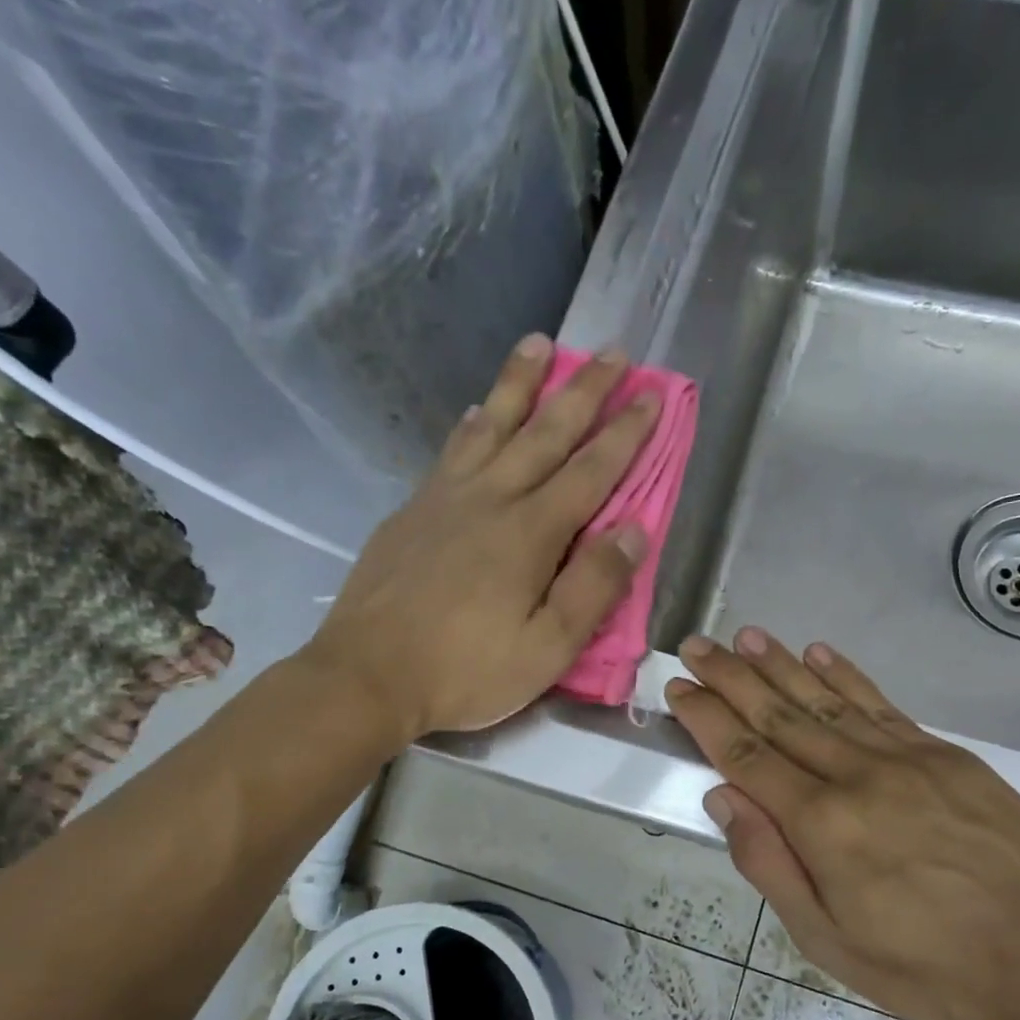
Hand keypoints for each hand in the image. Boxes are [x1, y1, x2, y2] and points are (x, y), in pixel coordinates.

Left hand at [309, 334, 656, 738]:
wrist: (366, 676)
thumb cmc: (465, 670)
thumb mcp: (547, 648)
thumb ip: (593, 588)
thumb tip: (634, 531)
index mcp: (531, 533)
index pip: (591, 471)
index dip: (626, 432)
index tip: (652, 394)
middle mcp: (491, 500)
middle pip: (545, 433)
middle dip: (585, 390)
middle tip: (614, 352)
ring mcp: (445, 500)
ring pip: (491, 425)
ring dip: (520, 383)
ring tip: (539, 343)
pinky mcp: (413, 512)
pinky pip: (451, 451)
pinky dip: (470, 423)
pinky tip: (474, 411)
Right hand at [665, 628, 1019, 1019]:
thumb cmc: (929, 966)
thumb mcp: (829, 943)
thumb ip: (771, 866)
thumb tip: (724, 798)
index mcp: (822, 825)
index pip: (747, 756)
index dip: (708, 719)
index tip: (680, 687)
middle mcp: (858, 776)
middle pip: (780, 715)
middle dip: (732, 678)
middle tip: (697, 645)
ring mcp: (906, 758)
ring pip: (827, 700)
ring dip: (781, 665)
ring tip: (746, 636)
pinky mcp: (946, 755)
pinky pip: (882, 705)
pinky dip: (846, 676)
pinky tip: (819, 653)